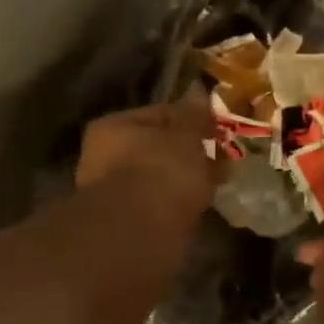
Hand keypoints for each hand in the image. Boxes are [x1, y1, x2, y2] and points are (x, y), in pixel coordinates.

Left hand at [76, 90, 217, 224]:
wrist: (139, 234)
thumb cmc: (161, 172)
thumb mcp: (185, 136)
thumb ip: (193, 115)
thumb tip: (198, 89)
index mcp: (113, 127)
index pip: (158, 114)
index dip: (191, 119)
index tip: (217, 130)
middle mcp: (104, 159)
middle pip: (155, 149)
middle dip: (187, 154)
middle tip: (220, 160)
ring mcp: (114, 195)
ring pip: (158, 180)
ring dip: (182, 182)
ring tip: (214, 186)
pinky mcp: (126, 226)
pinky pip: (159, 207)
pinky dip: (177, 206)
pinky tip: (197, 209)